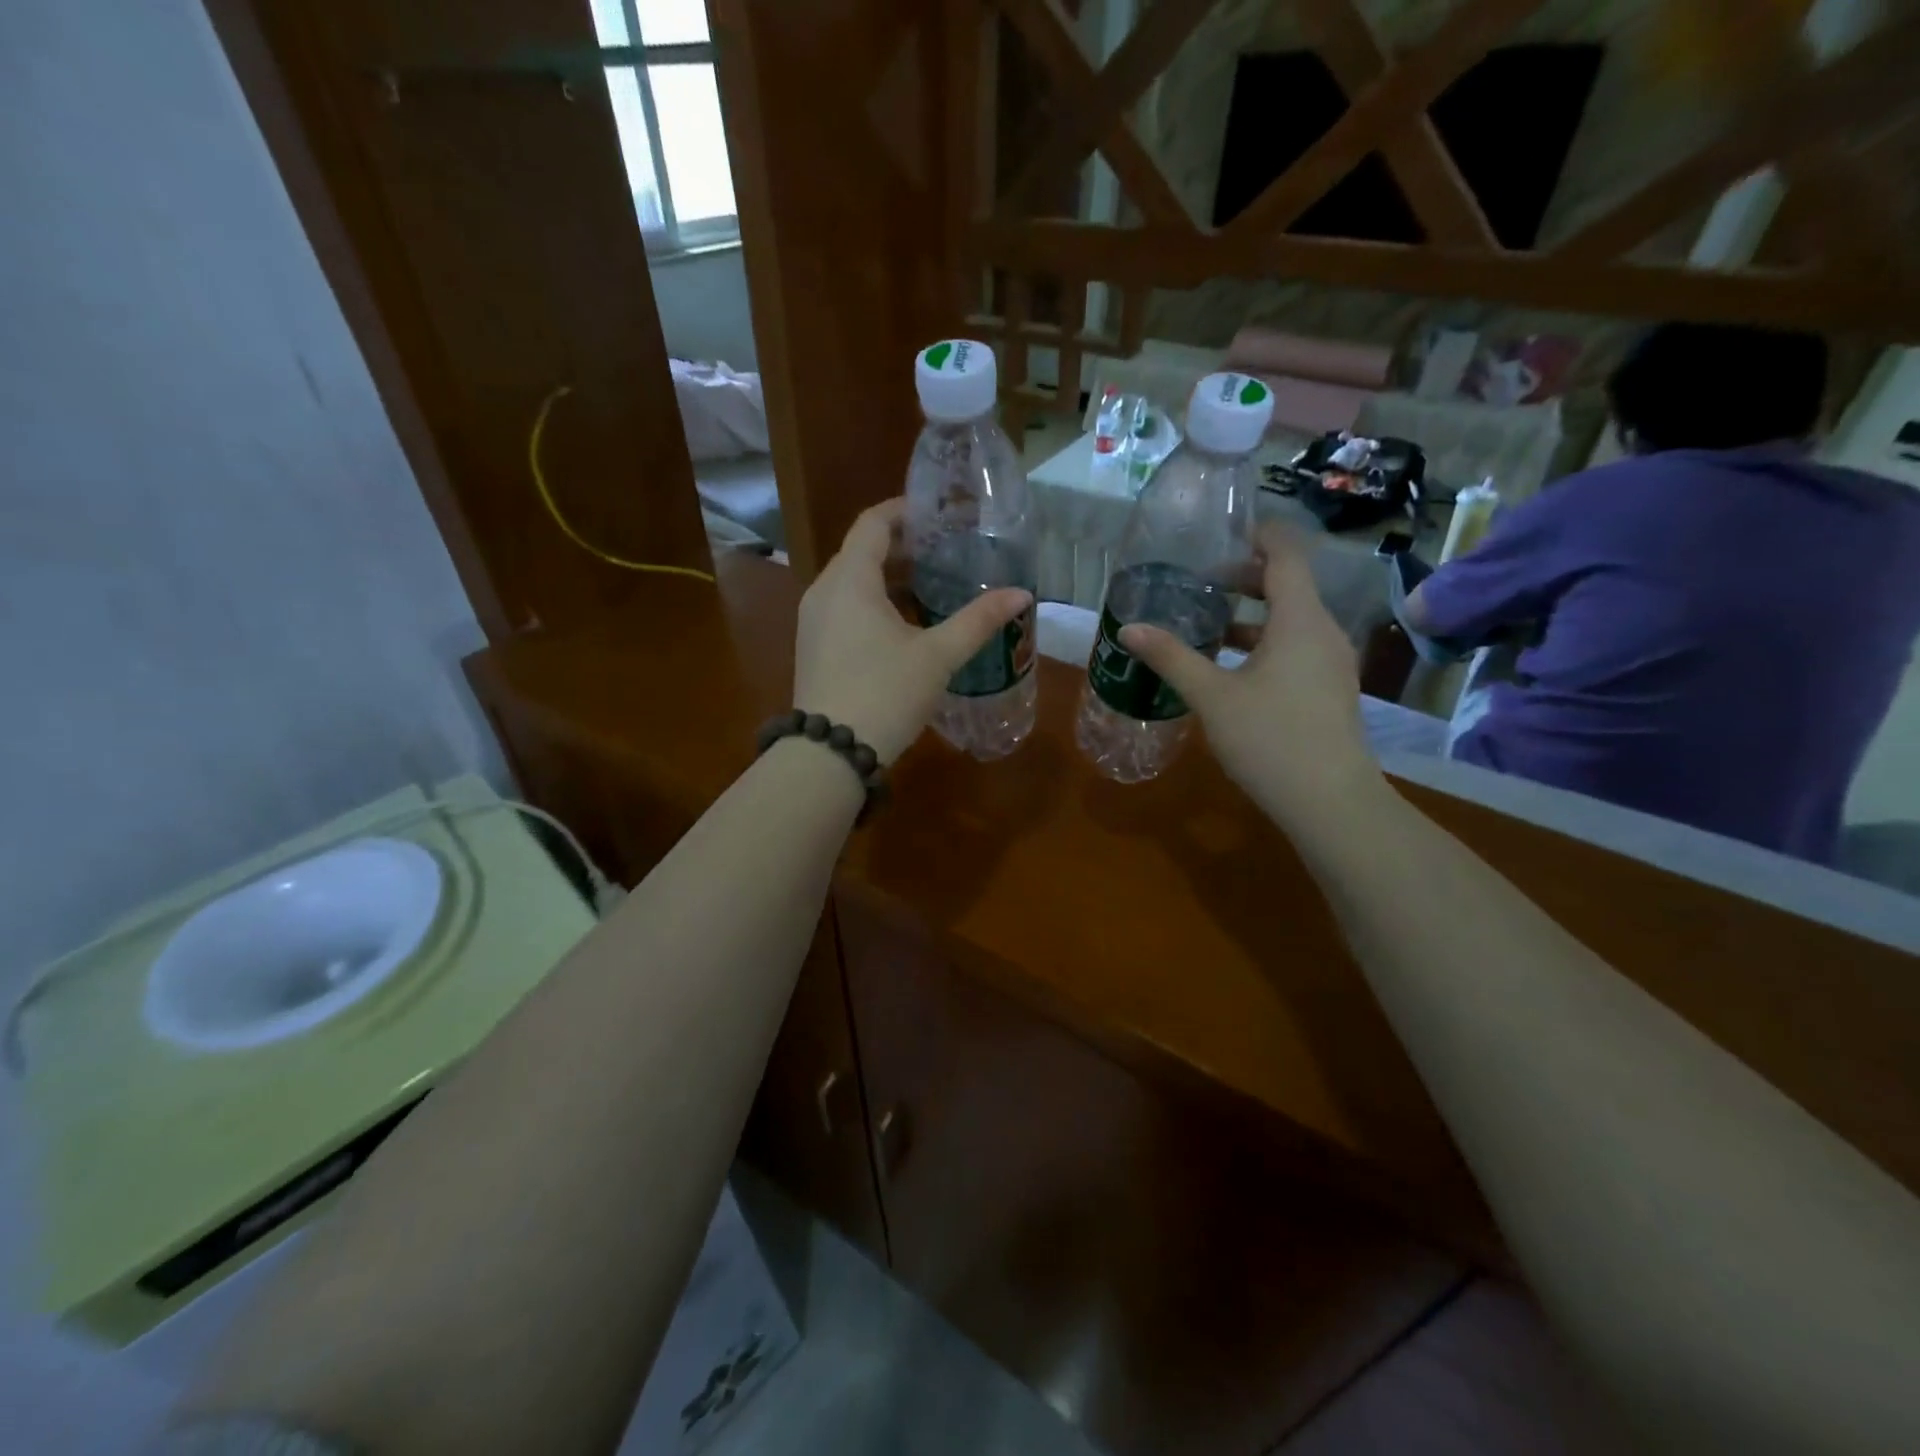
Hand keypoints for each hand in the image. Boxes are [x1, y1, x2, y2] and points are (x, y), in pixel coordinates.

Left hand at [794, 499, 1032, 763]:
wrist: (830, 753)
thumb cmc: (884, 693)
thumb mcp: (937, 656)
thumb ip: (978, 620)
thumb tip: (1022, 594)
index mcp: (850, 580)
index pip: (873, 523)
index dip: (905, 511)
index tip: (938, 513)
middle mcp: (824, 592)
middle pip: (862, 552)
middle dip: (903, 547)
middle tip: (947, 552)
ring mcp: (813, 622)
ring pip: (853, 583)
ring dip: (890, 578)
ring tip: (933, 587)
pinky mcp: (814, 648)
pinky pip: (844, 609)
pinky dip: (874, 604)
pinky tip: (905, 626)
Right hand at [1119, 524, 1381, 824]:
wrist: (1330, 802)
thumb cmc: (1270, 738)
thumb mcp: (1212, 696)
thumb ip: (1171, 657)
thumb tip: (1129, 629)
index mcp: (1300, 620)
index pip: (1286, 554)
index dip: (1259, 535)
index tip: (1223, 533)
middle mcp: (1324, 632)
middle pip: (1289, 585)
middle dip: (1246, 578)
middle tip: (1201, 582)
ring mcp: (1333, 663)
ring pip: (1293, 620)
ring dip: (1254, 614)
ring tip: (1210, 624)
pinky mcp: (1330, 690)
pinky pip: (1298, 647)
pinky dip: (1267, 642)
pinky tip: (1234, 668)